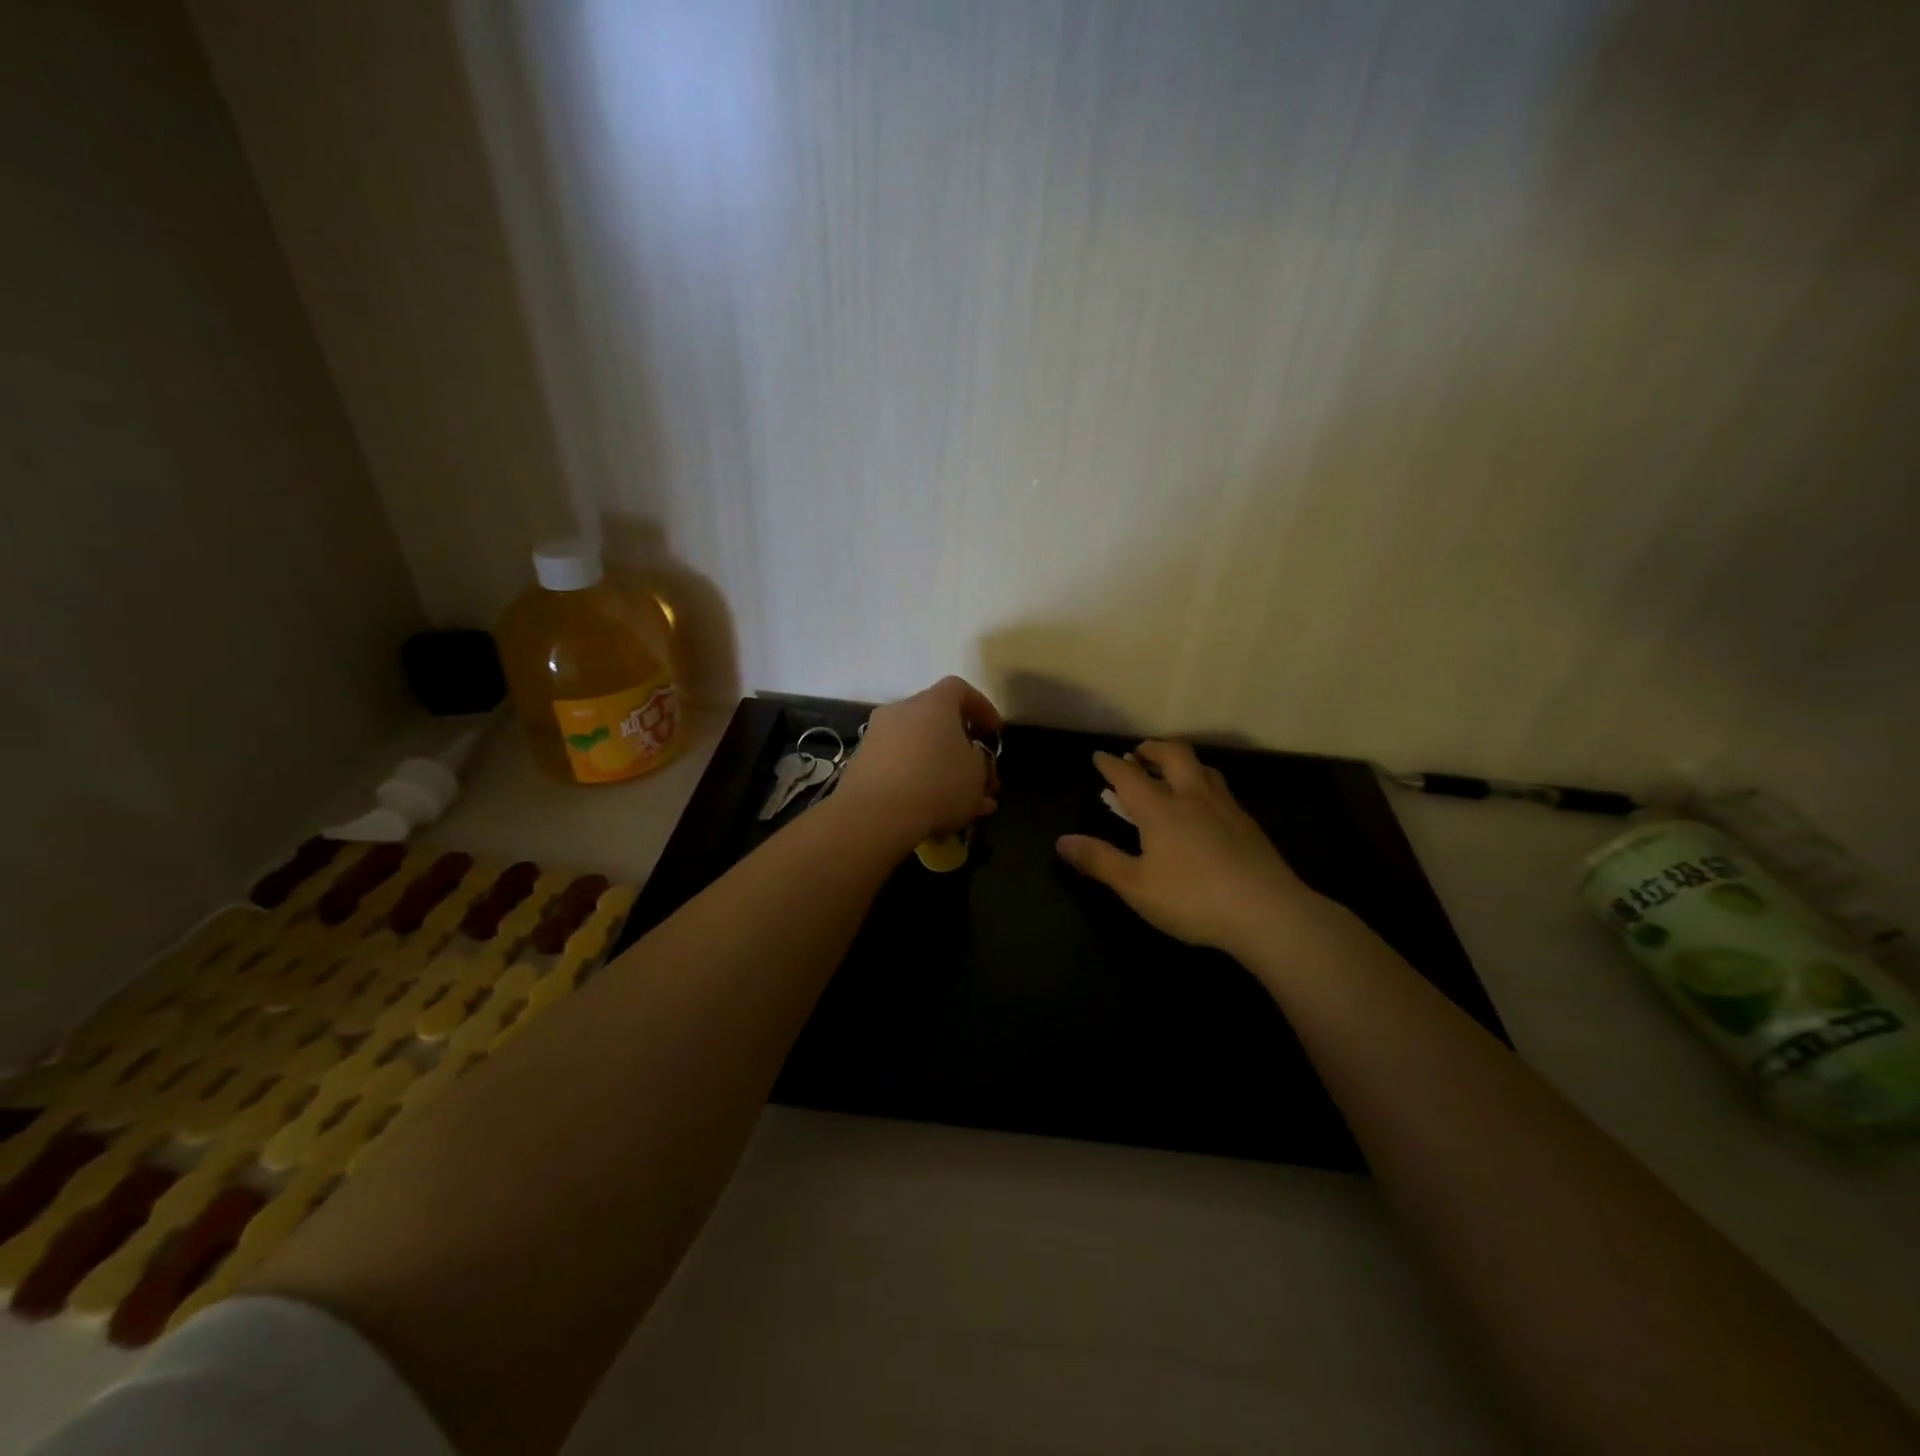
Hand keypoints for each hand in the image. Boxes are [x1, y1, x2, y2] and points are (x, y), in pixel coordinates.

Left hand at [835, 676, 1001, 848]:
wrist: (875, 815)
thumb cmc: (937, 784)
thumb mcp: (977, 776)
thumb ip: (980, 764)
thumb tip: (973, 764)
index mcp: (933, 703)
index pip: (959, 689)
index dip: (981, 707)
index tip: (993, 732)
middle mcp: (900, 710)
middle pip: (934, 717)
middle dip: (956, 742)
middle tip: (973, 768)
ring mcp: (876, 736)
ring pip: (916, 746)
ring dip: (937, 766)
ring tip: (956, 799)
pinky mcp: (861, 763)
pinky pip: (897, 765)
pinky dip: (915, 780)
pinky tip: (931, 809)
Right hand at [1056, 741, 1323, 957]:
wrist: (1268, 912)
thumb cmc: (1192, 899)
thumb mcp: (1136, 886)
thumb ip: (1099, 861)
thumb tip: (1061, 841)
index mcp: (1160, 809)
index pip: (1129, 775)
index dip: (1111, 764)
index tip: (1099, 756)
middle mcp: (1193, 797)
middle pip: (1174, 755)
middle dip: (1152, 749)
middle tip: (1138, 754)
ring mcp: (1226, 808)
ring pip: (1203, 768)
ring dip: (1182, 762)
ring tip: (1172, 773)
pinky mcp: (1249, 825)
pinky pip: (1221, 790)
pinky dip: (1204, 785)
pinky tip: (1206, 808)